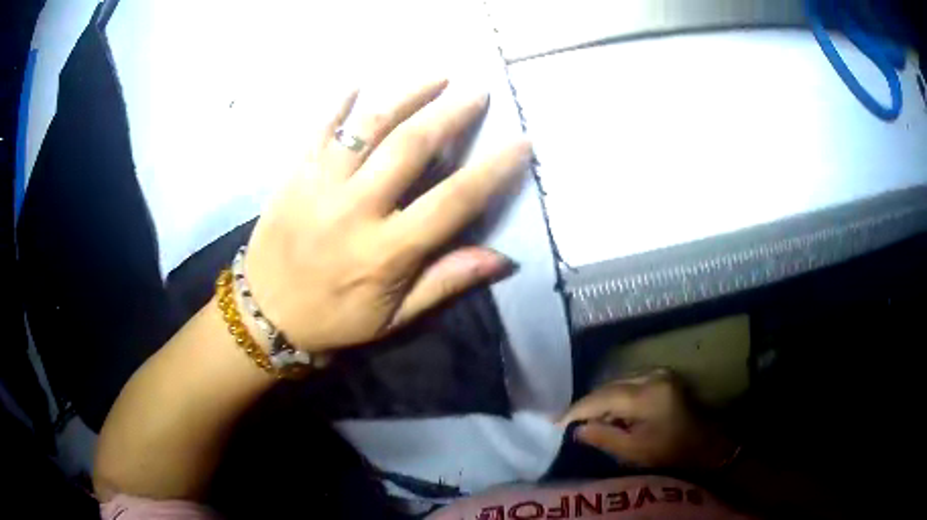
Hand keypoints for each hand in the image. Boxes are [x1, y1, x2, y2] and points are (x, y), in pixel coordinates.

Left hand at [244, 79, 529, 352]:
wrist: (265, 313)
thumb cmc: (334, 319)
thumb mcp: (394, 318)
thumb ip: (445, 282)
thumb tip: (502, 260)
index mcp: (387, 250)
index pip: (453, 200)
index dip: (493, 169)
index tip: (521, 142)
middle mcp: (356, 208)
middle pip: (411, 146)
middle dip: (450, 113)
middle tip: (477, 92)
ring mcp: (320, 184)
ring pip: (368, 126)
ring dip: (406, 95)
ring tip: (436, 76)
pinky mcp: (294, 174)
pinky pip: (319, 129)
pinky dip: (339, 102)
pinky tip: (359, 80)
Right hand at [561, 369, 735, 469]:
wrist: (706, 445)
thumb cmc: (670, 453)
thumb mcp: (634, 452)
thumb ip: (604, 437)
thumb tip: (577, 429)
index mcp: (647, 395)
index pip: (602, 397)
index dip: (577, 410)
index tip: (556, 422)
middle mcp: (652, 376)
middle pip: (609, 386)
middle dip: (588, 404)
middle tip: (568, 421)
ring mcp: (660, 373)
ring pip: (619, 382)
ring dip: (601, 399)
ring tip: (586, 418)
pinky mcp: (663, 376)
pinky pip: (630, 382)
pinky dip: (616, 395)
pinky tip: (610, 410)